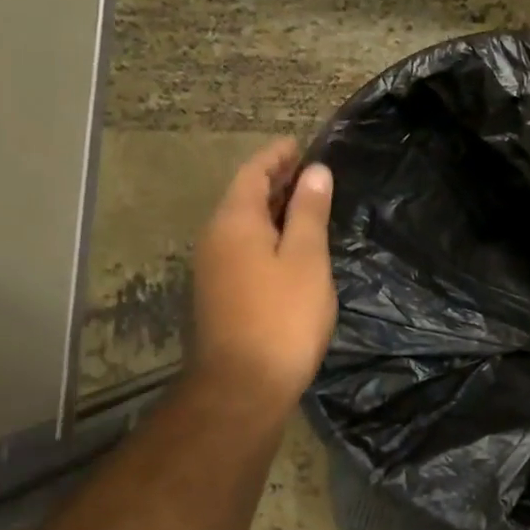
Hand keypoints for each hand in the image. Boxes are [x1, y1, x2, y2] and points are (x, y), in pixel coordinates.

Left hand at [189, 139, 336, 414]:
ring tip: (307, 204)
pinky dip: (267, 234)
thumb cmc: (282, 316)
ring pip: (244, 224)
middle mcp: (216, 238)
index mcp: (235, 222)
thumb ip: (309, 212)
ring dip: (272, 209)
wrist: (243, 384)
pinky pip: (243, 247)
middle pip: (244, 196)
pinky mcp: (220, 293)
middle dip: (275, 180)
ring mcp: (213, 268)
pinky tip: (290, 246)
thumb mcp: (306, 259)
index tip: (300, 145)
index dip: (277, 157)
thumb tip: (315, 172)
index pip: (253, 174)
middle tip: (310, 171)